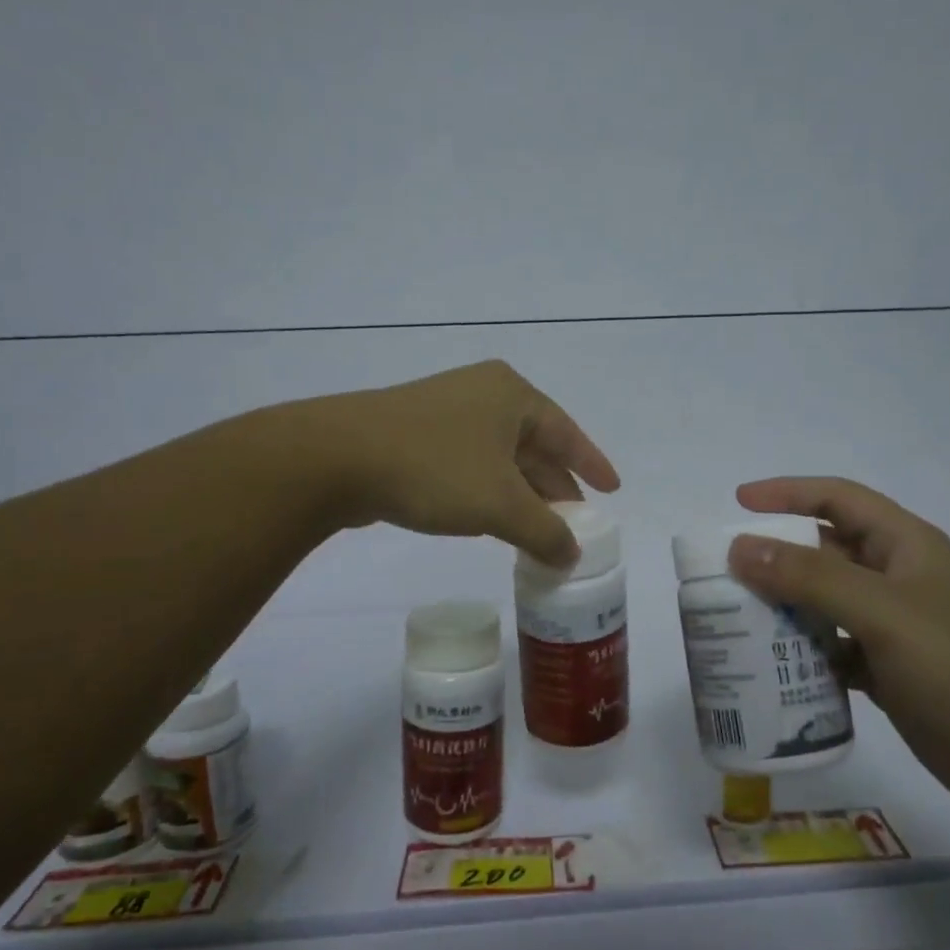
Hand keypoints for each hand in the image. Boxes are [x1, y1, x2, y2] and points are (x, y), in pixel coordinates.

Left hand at [299, 360, 619, 565]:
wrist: (337, 458)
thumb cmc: (435, 469)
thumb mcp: (501, 506)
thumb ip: (545, 531)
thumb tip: (572, 555)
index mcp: (511, 395)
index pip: (567, 432)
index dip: (591, 464)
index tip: (612, 489)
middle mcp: (482, 394)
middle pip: (534, 445)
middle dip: (555, 485)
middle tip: (575, 521)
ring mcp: (446, 412)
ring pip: (500, 458)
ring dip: (522, 494)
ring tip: (540, 529)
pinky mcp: (416, 435)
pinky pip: (470, 464)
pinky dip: (489, 492)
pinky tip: (492, 519)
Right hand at [727, 477, 949, 815]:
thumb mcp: (883, 612)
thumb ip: (810, 578)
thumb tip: (740, 547)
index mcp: (904, 546)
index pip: (837, 499)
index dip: (788, 493)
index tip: (738, 503)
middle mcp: (896, 579)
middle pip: (824, 552)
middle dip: (775, 556)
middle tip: (724, 573)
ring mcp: (893, 627)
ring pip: (823, 603)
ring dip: (783, 608)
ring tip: (734, 620)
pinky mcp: (888, 671)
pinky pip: (831, 649)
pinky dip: (802, 654)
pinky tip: (772, 669)